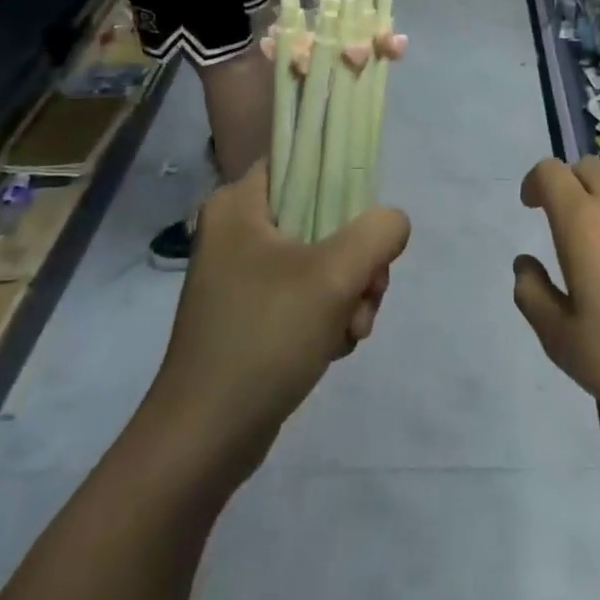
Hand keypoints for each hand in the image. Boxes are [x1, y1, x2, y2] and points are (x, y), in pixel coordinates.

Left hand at [145, 163, 409, 491]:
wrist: (206, 438)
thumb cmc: (264, 338)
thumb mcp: (334, 275)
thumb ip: (378, 232)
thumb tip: (393, 223)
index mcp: (239, 204)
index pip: (301, 160)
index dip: (343, 180)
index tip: (366, 221)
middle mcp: (238, 231)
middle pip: (323, 215)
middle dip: (358, 259)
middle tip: (365, 292)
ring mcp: (244, 275)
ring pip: (324, 259)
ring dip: (351, 293)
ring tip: (350, 329)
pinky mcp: (253, 313)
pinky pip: (308, 295)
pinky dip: (330, 316)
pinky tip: (334, 346)